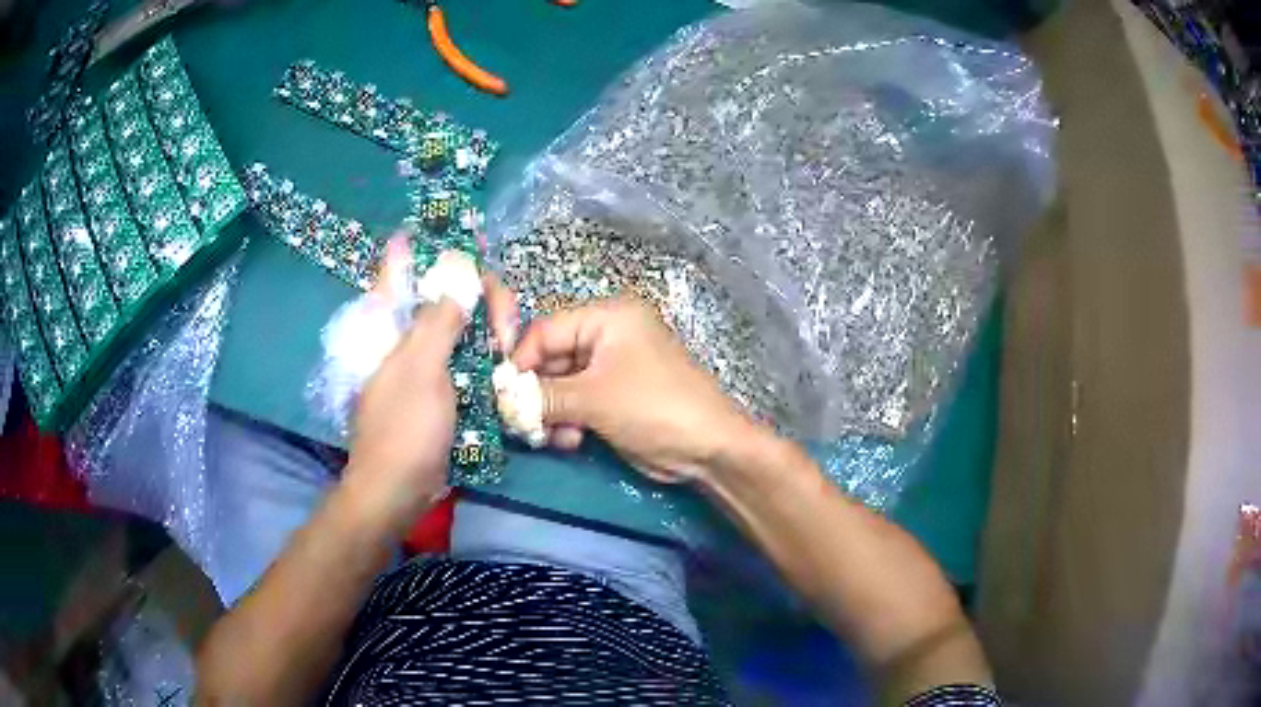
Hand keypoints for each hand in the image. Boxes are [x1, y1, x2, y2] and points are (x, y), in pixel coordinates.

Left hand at [344, 274, 518, 531]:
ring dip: (490, 330)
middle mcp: (406, 335)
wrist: (399, 488)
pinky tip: (509, 362)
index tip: (473, 249)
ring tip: (512, 349)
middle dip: (482, 300)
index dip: (435, 251)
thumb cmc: (404, 427)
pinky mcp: (441, 387)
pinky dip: (489, 357)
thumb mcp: (421, 369)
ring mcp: (425, 362)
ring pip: (462, 327)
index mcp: (389, 323)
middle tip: (506, 329)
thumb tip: (461, 276)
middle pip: (447, 294)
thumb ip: (439, 320)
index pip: (404, 268)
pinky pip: (468, 359)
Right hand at [511, 296, 756, 483]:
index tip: (500, 394)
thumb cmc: (653, 408)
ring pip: (560, 385)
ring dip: (550, 412)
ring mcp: (611, 369)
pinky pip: (576, 403)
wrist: (707, 448)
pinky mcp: (613, 398)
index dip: (520, 361)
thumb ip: (542, 396)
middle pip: (551, 359)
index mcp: (607, 318)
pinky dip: (566, 421)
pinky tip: (568, 441)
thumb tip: (502, 399)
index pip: (546, 330)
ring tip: (547, 436)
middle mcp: (607, 336)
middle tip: (519, 422)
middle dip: (535, 392)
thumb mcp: (593, 398)